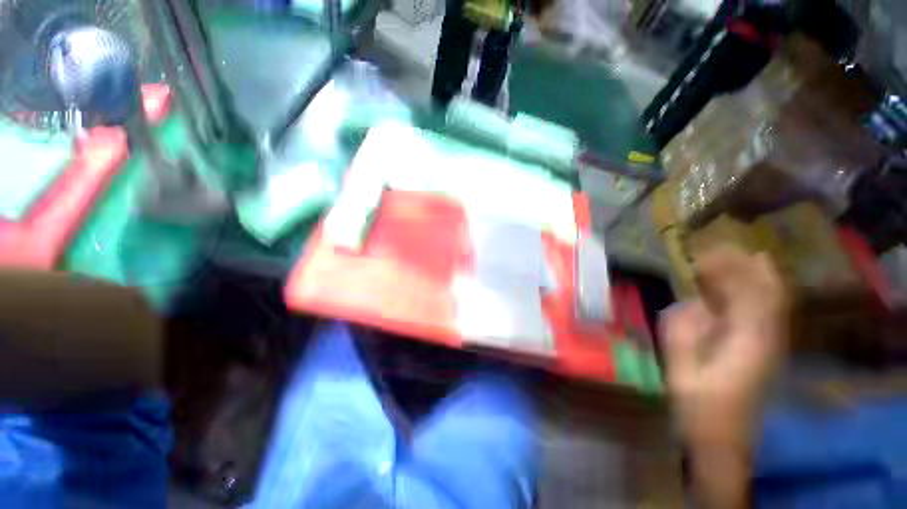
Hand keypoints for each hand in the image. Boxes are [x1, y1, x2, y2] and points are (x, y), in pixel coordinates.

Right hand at [660, 248, 787, 506]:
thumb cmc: (699, 409)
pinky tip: (727, 288)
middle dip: (744, 264)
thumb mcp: (682, 372)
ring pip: (770, 299)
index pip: (753, 293)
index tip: (703, 253)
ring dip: (748, 275)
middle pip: (769, 291)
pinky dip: (749, 292)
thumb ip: (683, 333)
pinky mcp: (762, 348)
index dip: (732, 267)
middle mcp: (767, 338)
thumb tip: (692, 303)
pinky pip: (762, 311)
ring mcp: (768, 343)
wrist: (723, 440)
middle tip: (713, 248)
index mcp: (748, 344)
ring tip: (719, 259)